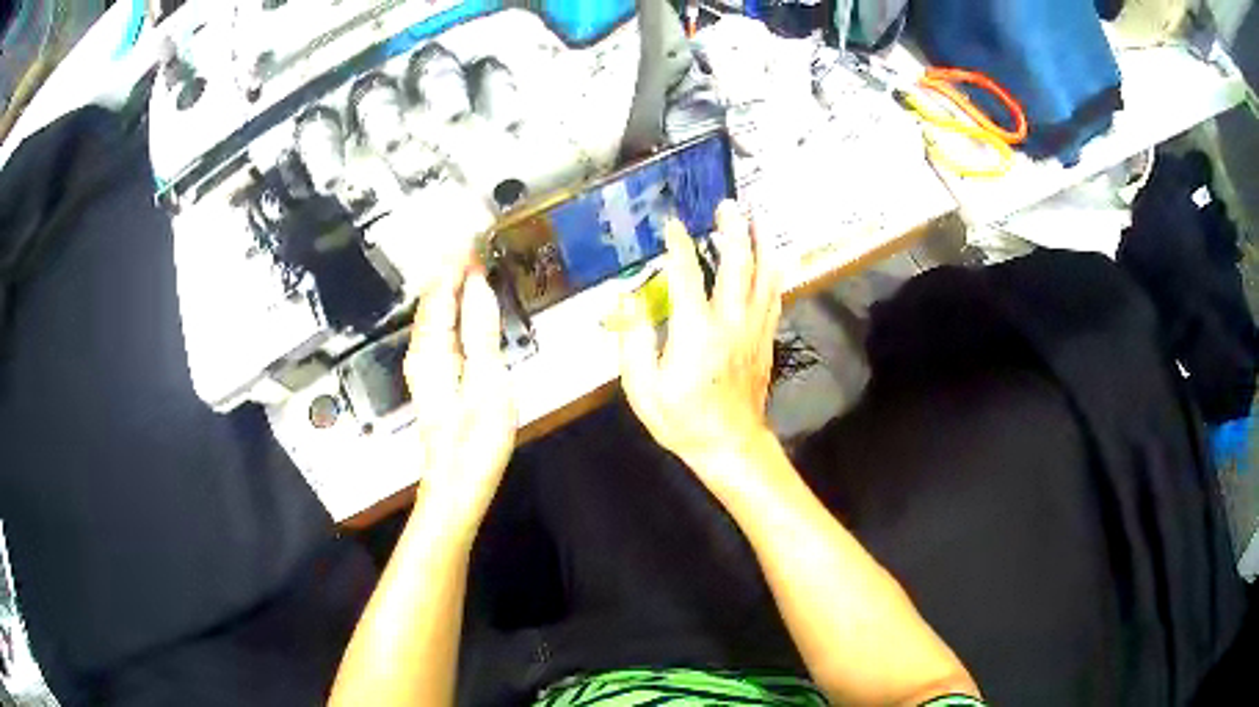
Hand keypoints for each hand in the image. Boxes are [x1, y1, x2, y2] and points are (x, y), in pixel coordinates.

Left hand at [403, 251, 516, 537]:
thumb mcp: (488, 382)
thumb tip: (478, 286)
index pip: (441, 292)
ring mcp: (425, 366)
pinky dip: (450, 308)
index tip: (473, 236)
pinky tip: (461, 305)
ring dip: (449, 286)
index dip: (456, 263)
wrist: (457, 485)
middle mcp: (422, 352)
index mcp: (433, 349)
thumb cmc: (476, 440)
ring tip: (469, 263)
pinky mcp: (434, 378)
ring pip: (433, 314)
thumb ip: (482, 331)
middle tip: (472, 242)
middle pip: (431, 300)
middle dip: (449, 269)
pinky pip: (439, 329)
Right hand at [617, 200, 781, 474]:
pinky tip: (773, 261)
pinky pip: (774, 299)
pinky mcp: (765, 341)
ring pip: (763, 277)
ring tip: (757, 221)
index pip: (687, 274)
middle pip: (737, 265)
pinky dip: (773, 275)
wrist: (730, 445)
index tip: (672, 224)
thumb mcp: (642, 388)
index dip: (678, 245)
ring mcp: (753, 330)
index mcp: (695, 330)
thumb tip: (627, 300)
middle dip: (733, 231)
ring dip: (760, 245)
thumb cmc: (682, 419)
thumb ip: (634, 340)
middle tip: (730, 206)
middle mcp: (730, 322)